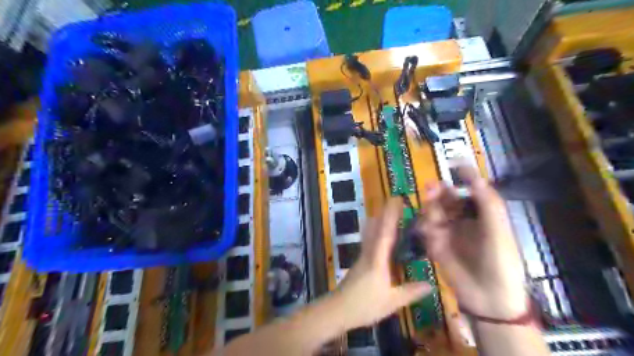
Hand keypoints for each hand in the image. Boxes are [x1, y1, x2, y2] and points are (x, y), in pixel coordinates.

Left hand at [329, 197, 433, 330]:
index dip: (391, 216)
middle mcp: (369, 253)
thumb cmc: (364, 305)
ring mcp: (362, 256)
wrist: (337, 310)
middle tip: (393, 200)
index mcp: (378, 260)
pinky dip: (374, 231)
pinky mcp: (360, 261)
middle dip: (384, 213)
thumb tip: (431, 284)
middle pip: (376, 228)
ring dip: (378, 219)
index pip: (386, 233)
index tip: (396, 201)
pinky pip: (368, 240)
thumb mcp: (391, 302)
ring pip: (370, 233)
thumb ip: (410, 292)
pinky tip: (378, 233)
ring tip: (386, 211)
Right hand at [420, 167, 527, 319]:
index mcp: (481, 213)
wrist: (489, 298)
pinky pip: (425, 230)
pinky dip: (424, 228)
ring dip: (429, 210)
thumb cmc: (501, 262)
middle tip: (431, 189)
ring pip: (433, 211)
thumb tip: (475, 176)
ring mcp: (447, 231)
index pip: (470, 189)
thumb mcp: (498, 231)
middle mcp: (463, 219)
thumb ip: (487, 204)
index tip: (453, 164)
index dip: (463, 176)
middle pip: (446, 198)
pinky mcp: (435, 244)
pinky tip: (428, 233)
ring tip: (431, 218)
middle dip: (438, 191)